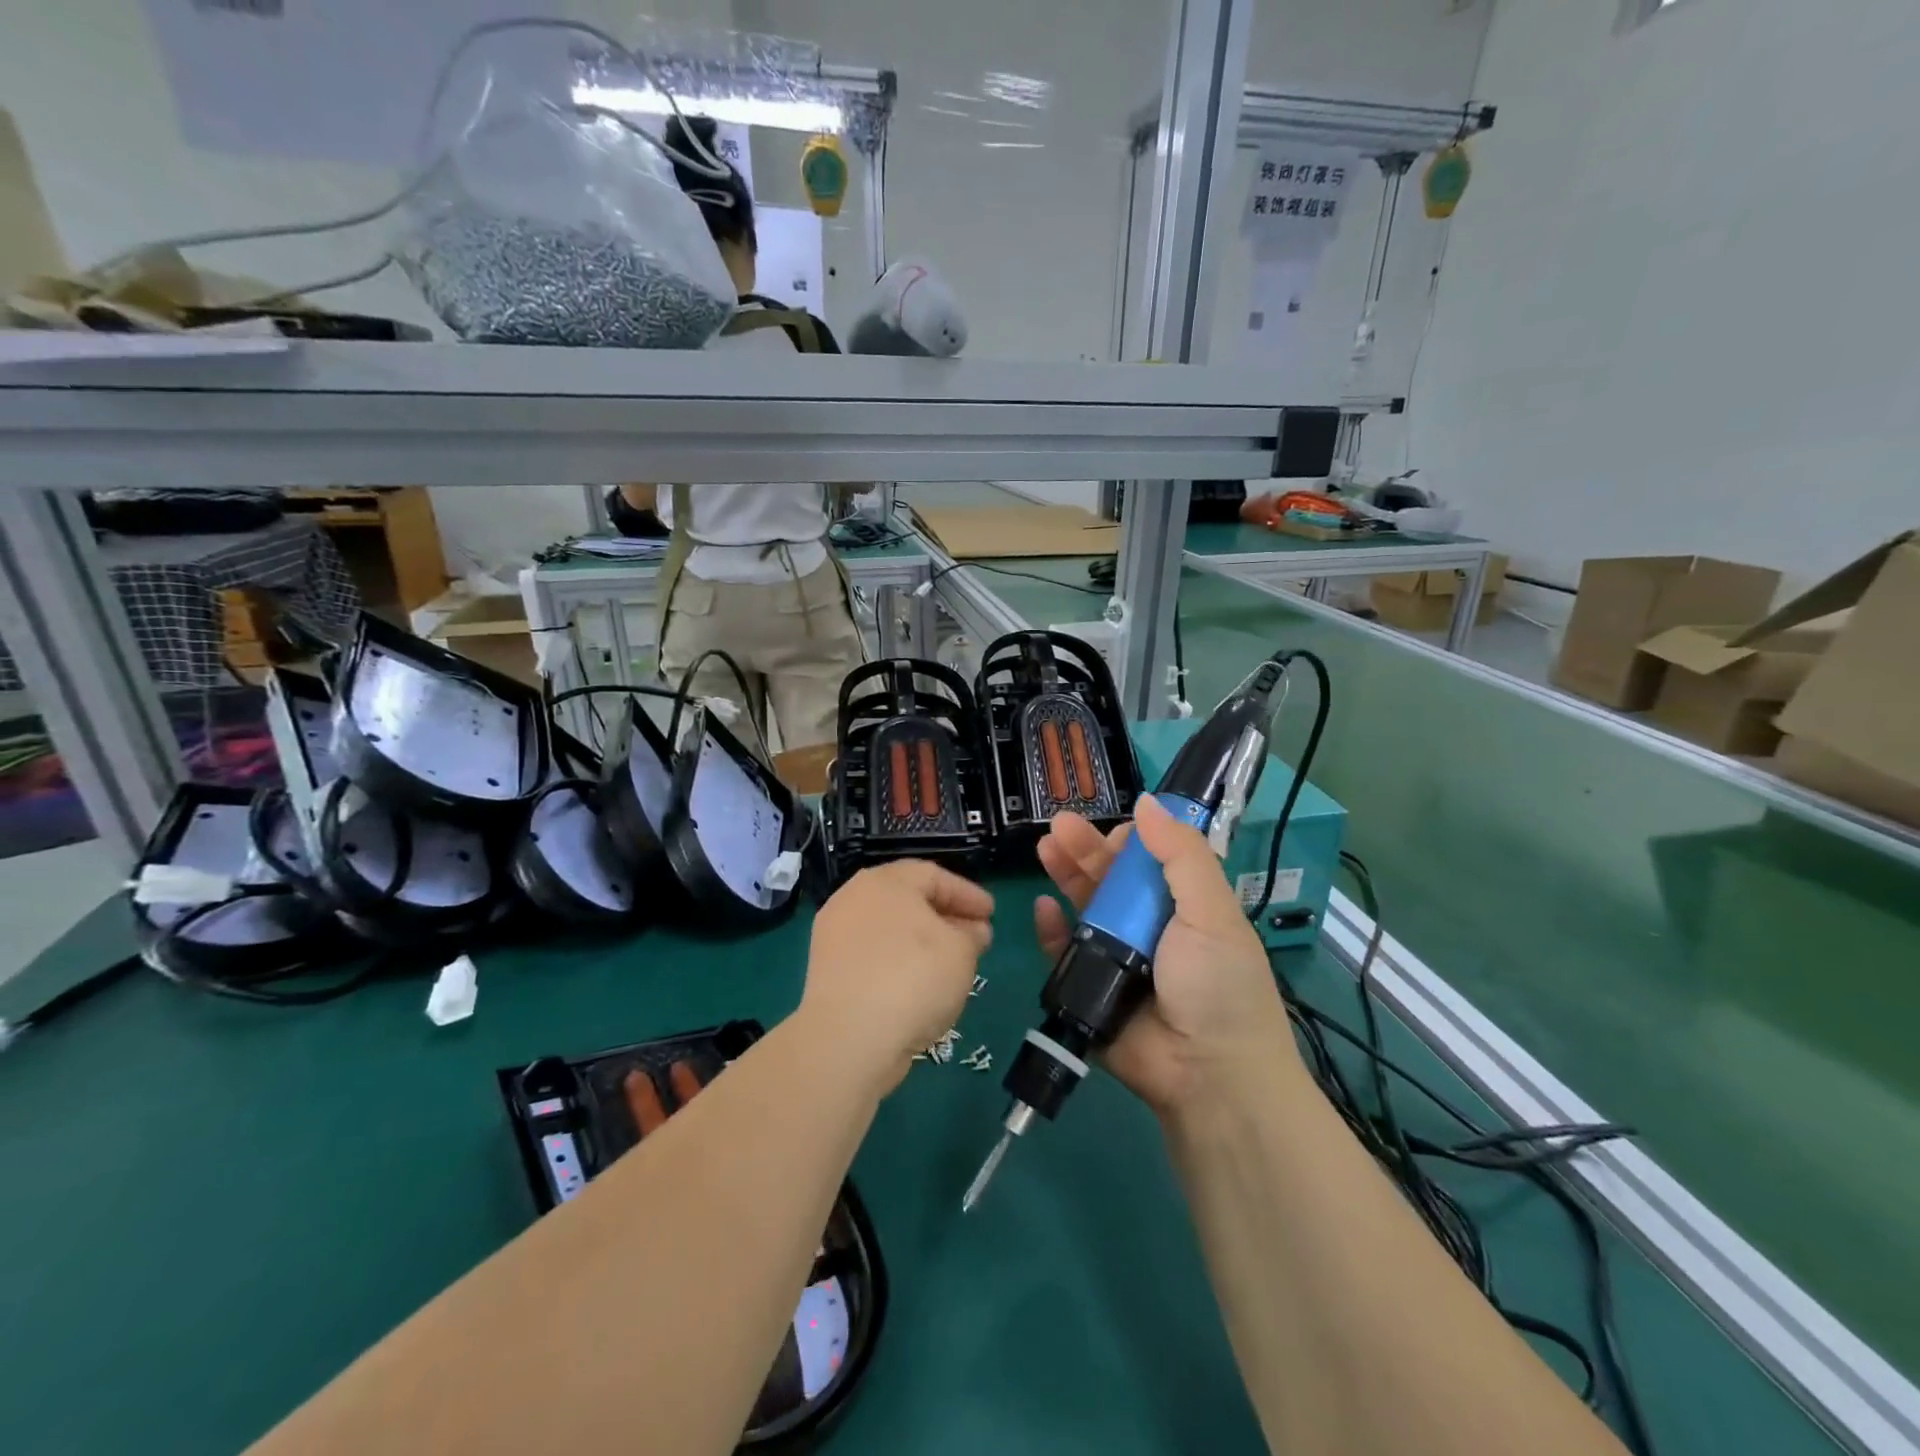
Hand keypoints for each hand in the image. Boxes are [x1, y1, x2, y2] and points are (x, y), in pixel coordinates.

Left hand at [804, 861, 993, 1093]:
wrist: (848, 1037)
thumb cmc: (913, 977)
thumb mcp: (961, 951)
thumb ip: (971, 935)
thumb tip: (971, 931)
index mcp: (886, 881)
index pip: (934, 876)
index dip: (967, 894)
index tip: (991, 914)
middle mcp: (854, 898)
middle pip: (907, 900)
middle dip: (944, 917)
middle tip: (974, 937)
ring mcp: (835, 935)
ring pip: (889, 930)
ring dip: (921, 943)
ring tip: (949, 965)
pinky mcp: (826, 971)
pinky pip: (873, 957)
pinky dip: (898, 964)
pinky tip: (918, 987)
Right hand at [1035, 798, 1293, 1118]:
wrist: (1207, 1076)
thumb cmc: (1218, 986)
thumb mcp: (1212, 911)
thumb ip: (1181, 855)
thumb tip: (1149, 802)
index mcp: (1184, 906)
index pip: (1153, 861)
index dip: (1134, 839)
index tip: (1117, 827)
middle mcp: (1149, 927)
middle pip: (1111, 879)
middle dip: (1087, 849)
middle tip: (1061, 824)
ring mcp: (1117, 956)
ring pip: (1083, 906)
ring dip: (1065, 875)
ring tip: (1045, 847)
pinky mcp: (1089, 985)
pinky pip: (1063, 950)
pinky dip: (1050, 928)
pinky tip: (1044, 906)